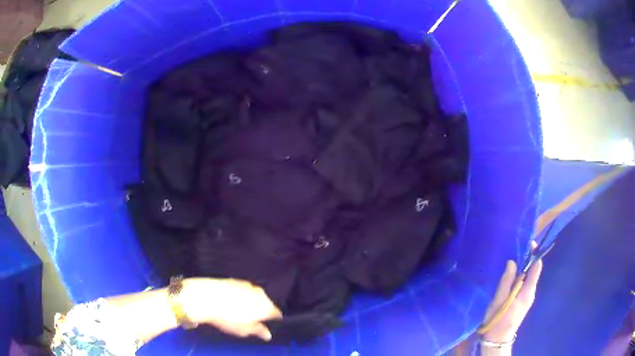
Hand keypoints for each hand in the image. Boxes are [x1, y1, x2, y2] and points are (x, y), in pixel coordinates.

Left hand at [180, 278, 281, 340]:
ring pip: (255, 295)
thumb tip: (268, 334)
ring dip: (251, 302)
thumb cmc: (227, 318)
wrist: (206, 297)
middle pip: (266, 303)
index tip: (266, 325)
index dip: (273, 320)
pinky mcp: (235, 279)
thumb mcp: (244, 330)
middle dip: (261, 310)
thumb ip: (258, 331)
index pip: (276, 314)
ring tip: (239, 310)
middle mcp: (260, 293)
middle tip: (251, 319)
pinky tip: (230, 301)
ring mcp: (248, 285)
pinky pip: (243, 289)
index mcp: (266, 307)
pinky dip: (241, 295)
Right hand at [482, 258, 542, 342]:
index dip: (534, 254)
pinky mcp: (522, 302)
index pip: (537, 267)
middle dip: (527, 261)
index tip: (529, 243)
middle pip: (533, 272)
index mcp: (528, 291)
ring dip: (521, 270)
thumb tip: (512, 262)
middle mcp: (531, 293)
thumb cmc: (498, 320)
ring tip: (510, 264)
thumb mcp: (499, 300)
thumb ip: (506, 281)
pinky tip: (509, 279)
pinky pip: (523, 285)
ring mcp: (527, 298)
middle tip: (515, 253)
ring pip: (527, 279)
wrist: (497, 339)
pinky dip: (519, 278)